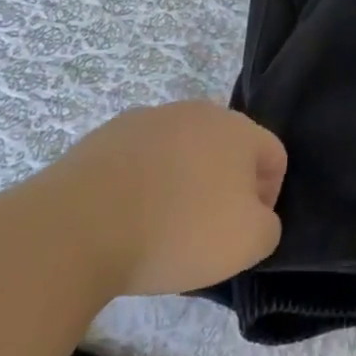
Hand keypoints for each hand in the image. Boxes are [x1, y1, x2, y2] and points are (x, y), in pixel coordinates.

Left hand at [32, 101, 286, 297]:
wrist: (82, 223)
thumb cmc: (178, 230)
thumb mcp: (247, 243)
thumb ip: (268, 226)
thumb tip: (256, 216)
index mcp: (240, 129)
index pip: (274, 156)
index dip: (269, 196)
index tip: (245, 231)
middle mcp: (200, 112)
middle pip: (227, 148)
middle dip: (225, 185)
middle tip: (206, 231)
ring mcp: (151, 118)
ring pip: (182, 150)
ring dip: (183, 180)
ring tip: (161, 226)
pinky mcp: (109, 134)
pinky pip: (141, 157)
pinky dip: (143, 182)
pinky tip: (126, 217)